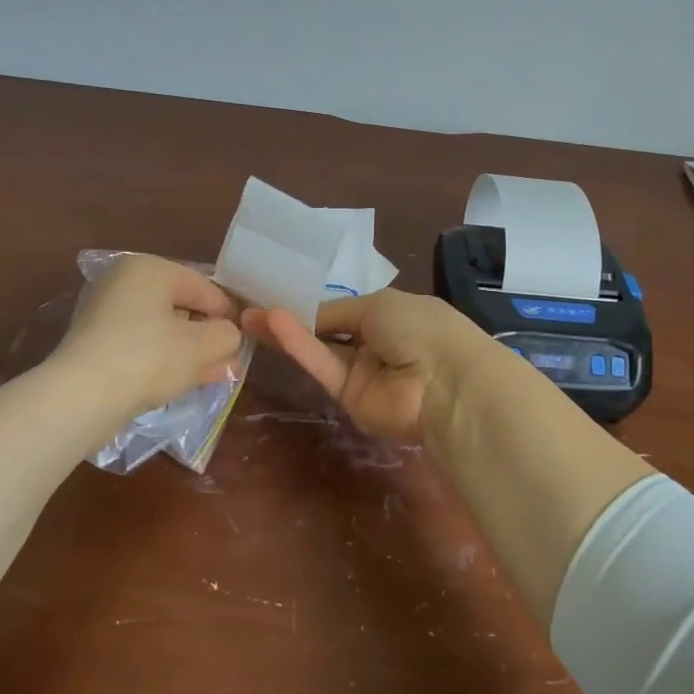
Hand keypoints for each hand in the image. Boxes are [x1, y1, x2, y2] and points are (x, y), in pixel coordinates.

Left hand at [55, 254, 242, 420]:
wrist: (81, 397)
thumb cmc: (149, 358)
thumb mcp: (202, 346)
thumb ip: (227, 335)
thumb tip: (228, 335)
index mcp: (150, 268)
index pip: (204, 286)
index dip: (229, 313)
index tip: (243, 340)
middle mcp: (124, 281)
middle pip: (181, 306)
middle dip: (207, 335)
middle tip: (230, 360)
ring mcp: (105, 312)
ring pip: (161, 328)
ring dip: (189, 350)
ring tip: (214, 374)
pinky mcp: (94, 343)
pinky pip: (141, 344)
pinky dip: (163, 358)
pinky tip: (184, 379)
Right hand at [242, 289, 493, 443]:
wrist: (446, 381)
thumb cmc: (421, 327)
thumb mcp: (377, 304)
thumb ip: (336, 311)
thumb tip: (307, 314)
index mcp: (390, 314)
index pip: (344, 309)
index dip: (312, 303)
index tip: (276, 295)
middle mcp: (374, 343)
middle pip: (325, 331)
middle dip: (291, 318)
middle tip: (249, 309)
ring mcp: (361, 372)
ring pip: (319, 349)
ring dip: (286, 332)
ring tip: (247, 317)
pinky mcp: (349, 398)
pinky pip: (322, 366)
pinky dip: (299, 346)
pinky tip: (272, 326)